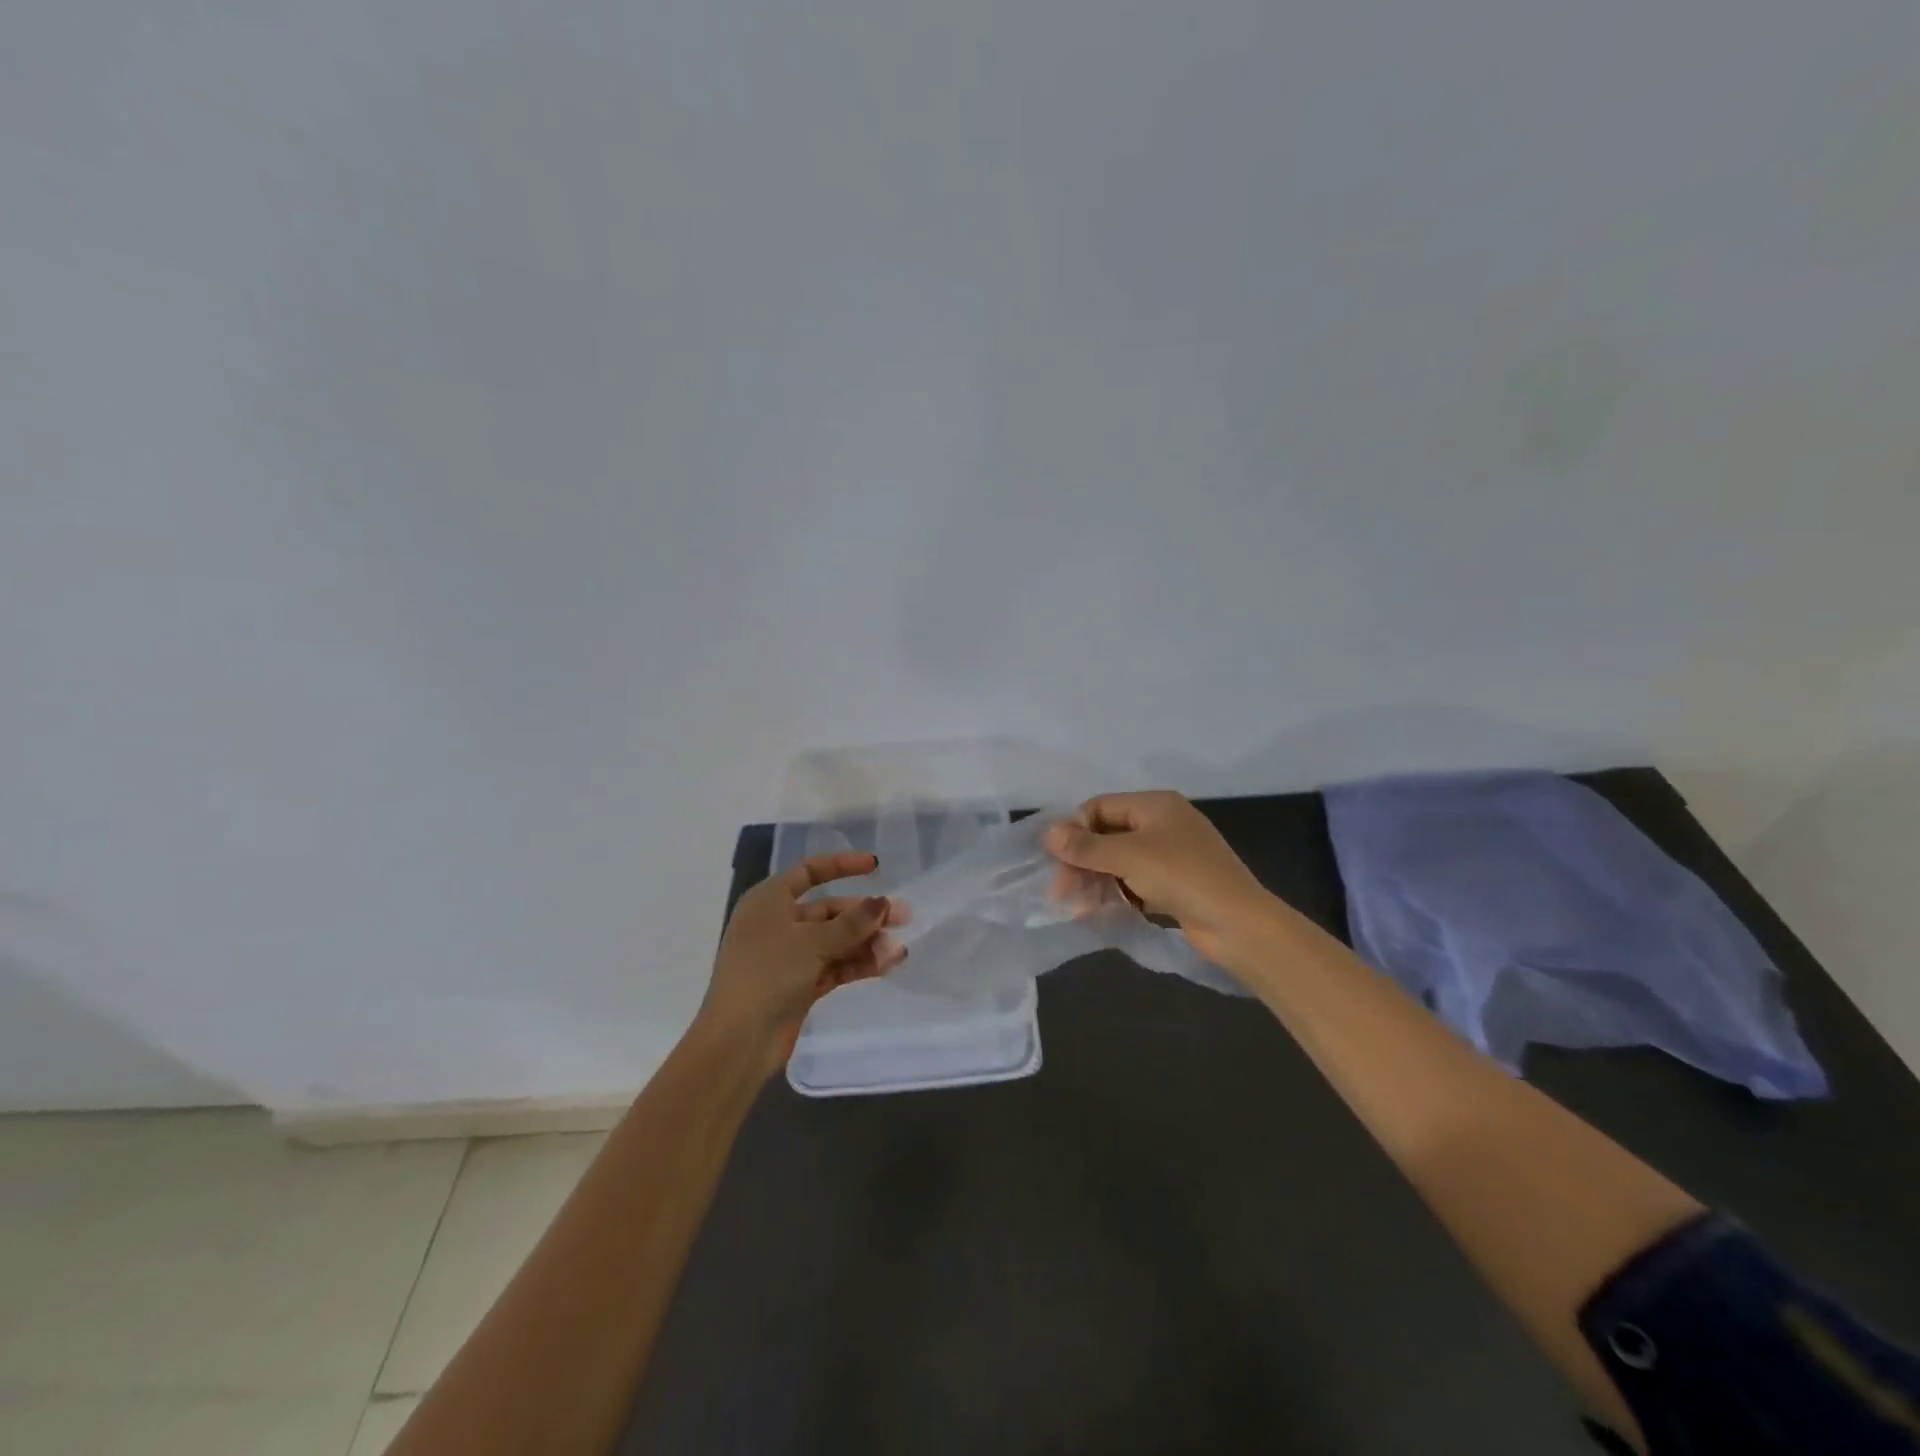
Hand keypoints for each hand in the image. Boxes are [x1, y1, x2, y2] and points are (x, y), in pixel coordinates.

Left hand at [696, 851, 904, 1075]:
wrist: (738, 1042)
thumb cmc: (768, 974)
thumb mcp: (811, 942)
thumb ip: (851, 922)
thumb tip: (883, 903)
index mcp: (769, 901)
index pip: (809, 872)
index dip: (842, 865)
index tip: (876, 867)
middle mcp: (778, 923)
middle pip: (829, 910)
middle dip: (865, 914)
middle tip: (904, 917)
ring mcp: (789, 957)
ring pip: (836, 941)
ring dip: (866, 942)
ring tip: (898, 950)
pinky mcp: (800, 985)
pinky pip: (835, 966)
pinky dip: (858, 964)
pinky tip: (887, 964)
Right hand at [1042, 791, 1271, 963]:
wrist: (1239, 924)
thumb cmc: (1182, 877)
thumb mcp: (1128, 857)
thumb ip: (1085, 846)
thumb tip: (1047, 834)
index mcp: (1155, 804)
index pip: (1100, 807)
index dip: (1074, 830)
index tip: (1055, 859)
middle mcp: (1163, 823)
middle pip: (1108, 835)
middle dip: (1083, 861)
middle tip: (1062, 891)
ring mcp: (1171, 854)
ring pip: (1120, 861)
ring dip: (1096, 881)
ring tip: (1078, 907)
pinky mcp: (1176, 883)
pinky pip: (1135, 882)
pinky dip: (1117, 894)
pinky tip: (1100, 912)